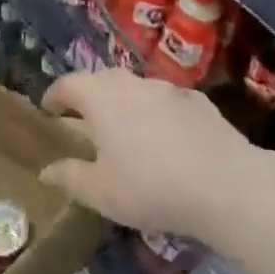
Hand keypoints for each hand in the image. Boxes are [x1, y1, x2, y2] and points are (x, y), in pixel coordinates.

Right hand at [40, 70, 260, 238]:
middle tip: (83, 121)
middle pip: (102, 81)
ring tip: (126, 131)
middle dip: (89, 97)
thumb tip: (46, 171)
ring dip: (125, 104)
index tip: (48, 110)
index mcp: (100, 98)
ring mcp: (169, 89)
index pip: (67, 84)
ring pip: (137, 89)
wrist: (228, 186)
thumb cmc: (151, 187)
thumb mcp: (101, 192)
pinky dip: (158, 114)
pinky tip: (167, 139)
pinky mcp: (200, 102)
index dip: (54, 96)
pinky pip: (168, 102)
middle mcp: (132, 83)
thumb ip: (70, 177)